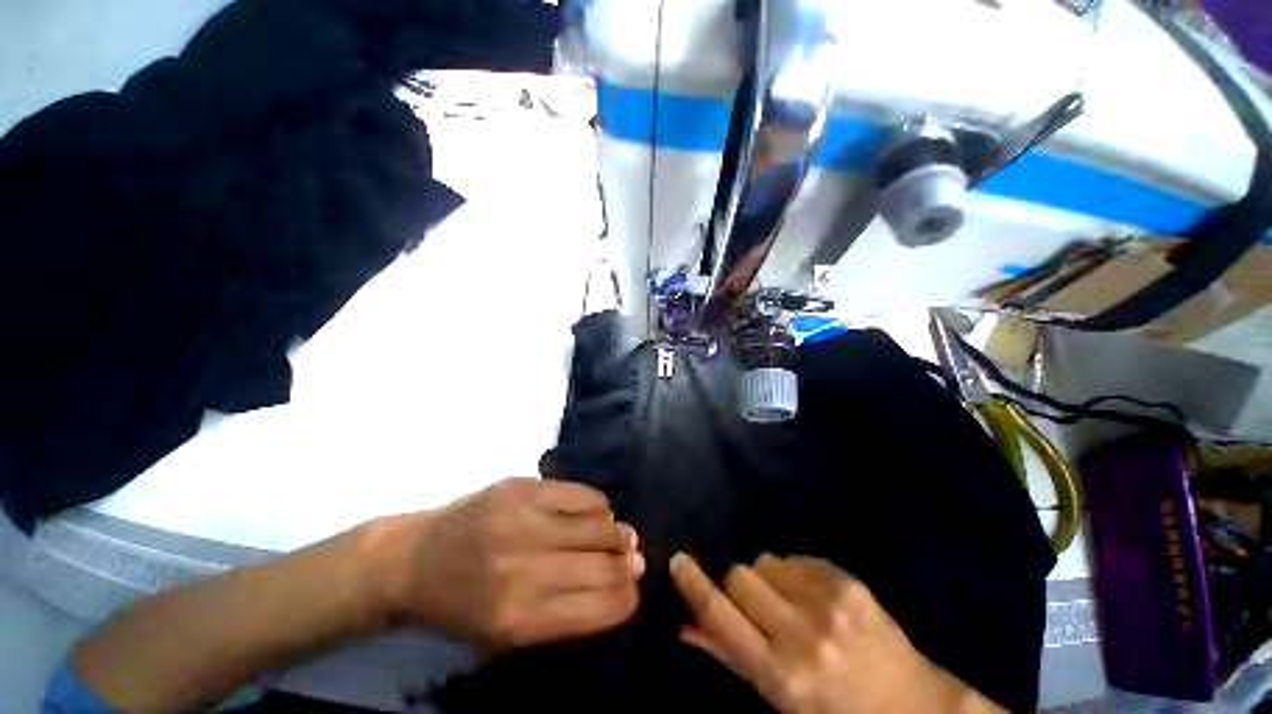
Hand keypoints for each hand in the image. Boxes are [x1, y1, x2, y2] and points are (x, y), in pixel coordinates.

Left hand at [363, 478, 643, 648]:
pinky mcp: (521, 488)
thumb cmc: (461, 606)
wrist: (413, 560)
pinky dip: (598, 506)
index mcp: (520, 619)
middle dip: (628, 564)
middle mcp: (525, 570)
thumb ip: (568, 610)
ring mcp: (523, 521)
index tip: (632, 588)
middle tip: (630, 558)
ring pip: (601, 525)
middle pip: (606, 566)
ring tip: (615, 535)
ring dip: (617, 533)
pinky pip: (582, 495)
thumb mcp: (507, 633)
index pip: (602, 607)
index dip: (628, 597)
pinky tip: (592, 513)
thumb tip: (624, 578)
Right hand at [670, 553, 1003, 713]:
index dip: (693, 584)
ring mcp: (829, 602)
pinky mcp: (847, 580)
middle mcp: (803, 634)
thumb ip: (727, 656)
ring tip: (787, 604)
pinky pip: (794, 558)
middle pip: (739, 576)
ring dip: (765, 578)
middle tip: (753, 605)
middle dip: (737, 586)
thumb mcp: (777, 697)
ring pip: (764, 562)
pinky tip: (811, 597)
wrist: (910, 703)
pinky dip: (792, 573)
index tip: (677, 562)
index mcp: (781, 673)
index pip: (720, 616)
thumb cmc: (833, 710)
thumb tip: (683, 626)